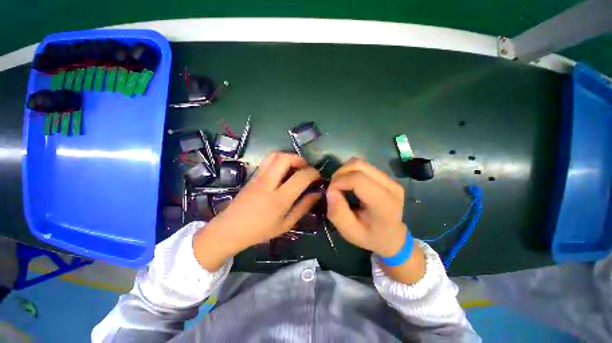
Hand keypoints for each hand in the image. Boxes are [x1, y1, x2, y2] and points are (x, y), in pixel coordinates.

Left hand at [193, 152, 321, 270]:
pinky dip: (280, 160)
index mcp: (279, 199)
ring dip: (289, 157)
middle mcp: (268, 183)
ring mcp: (258, 177)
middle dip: (300, 159)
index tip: (317, 177)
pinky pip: (268, 160)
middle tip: (306, 168)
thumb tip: (317, 194)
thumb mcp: (286, 224)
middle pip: (285, 158)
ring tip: (295, 167)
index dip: (313, 173)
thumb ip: (303, 207)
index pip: (301, 177)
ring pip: (275, 155)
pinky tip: (283, 171)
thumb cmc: (260, 230)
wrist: (230, 229)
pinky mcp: (253, 175)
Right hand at [326, 158, 424, 283]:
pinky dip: (351, 171)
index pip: (358, 179)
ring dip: (345, 171)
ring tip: (340, 185)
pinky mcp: (387, 177)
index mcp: (384, 203)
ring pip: (360, 163)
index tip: (330, 192)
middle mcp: (391, 186)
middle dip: (340, 174)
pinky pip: (364, 166)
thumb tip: (331, 190)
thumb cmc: (370, 237)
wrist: (393, 237)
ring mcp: (390, 179)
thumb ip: (337, 213)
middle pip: (359, 165)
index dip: (339, 182)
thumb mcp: (349, 232)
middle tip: (333, 188)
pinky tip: (349, 183)